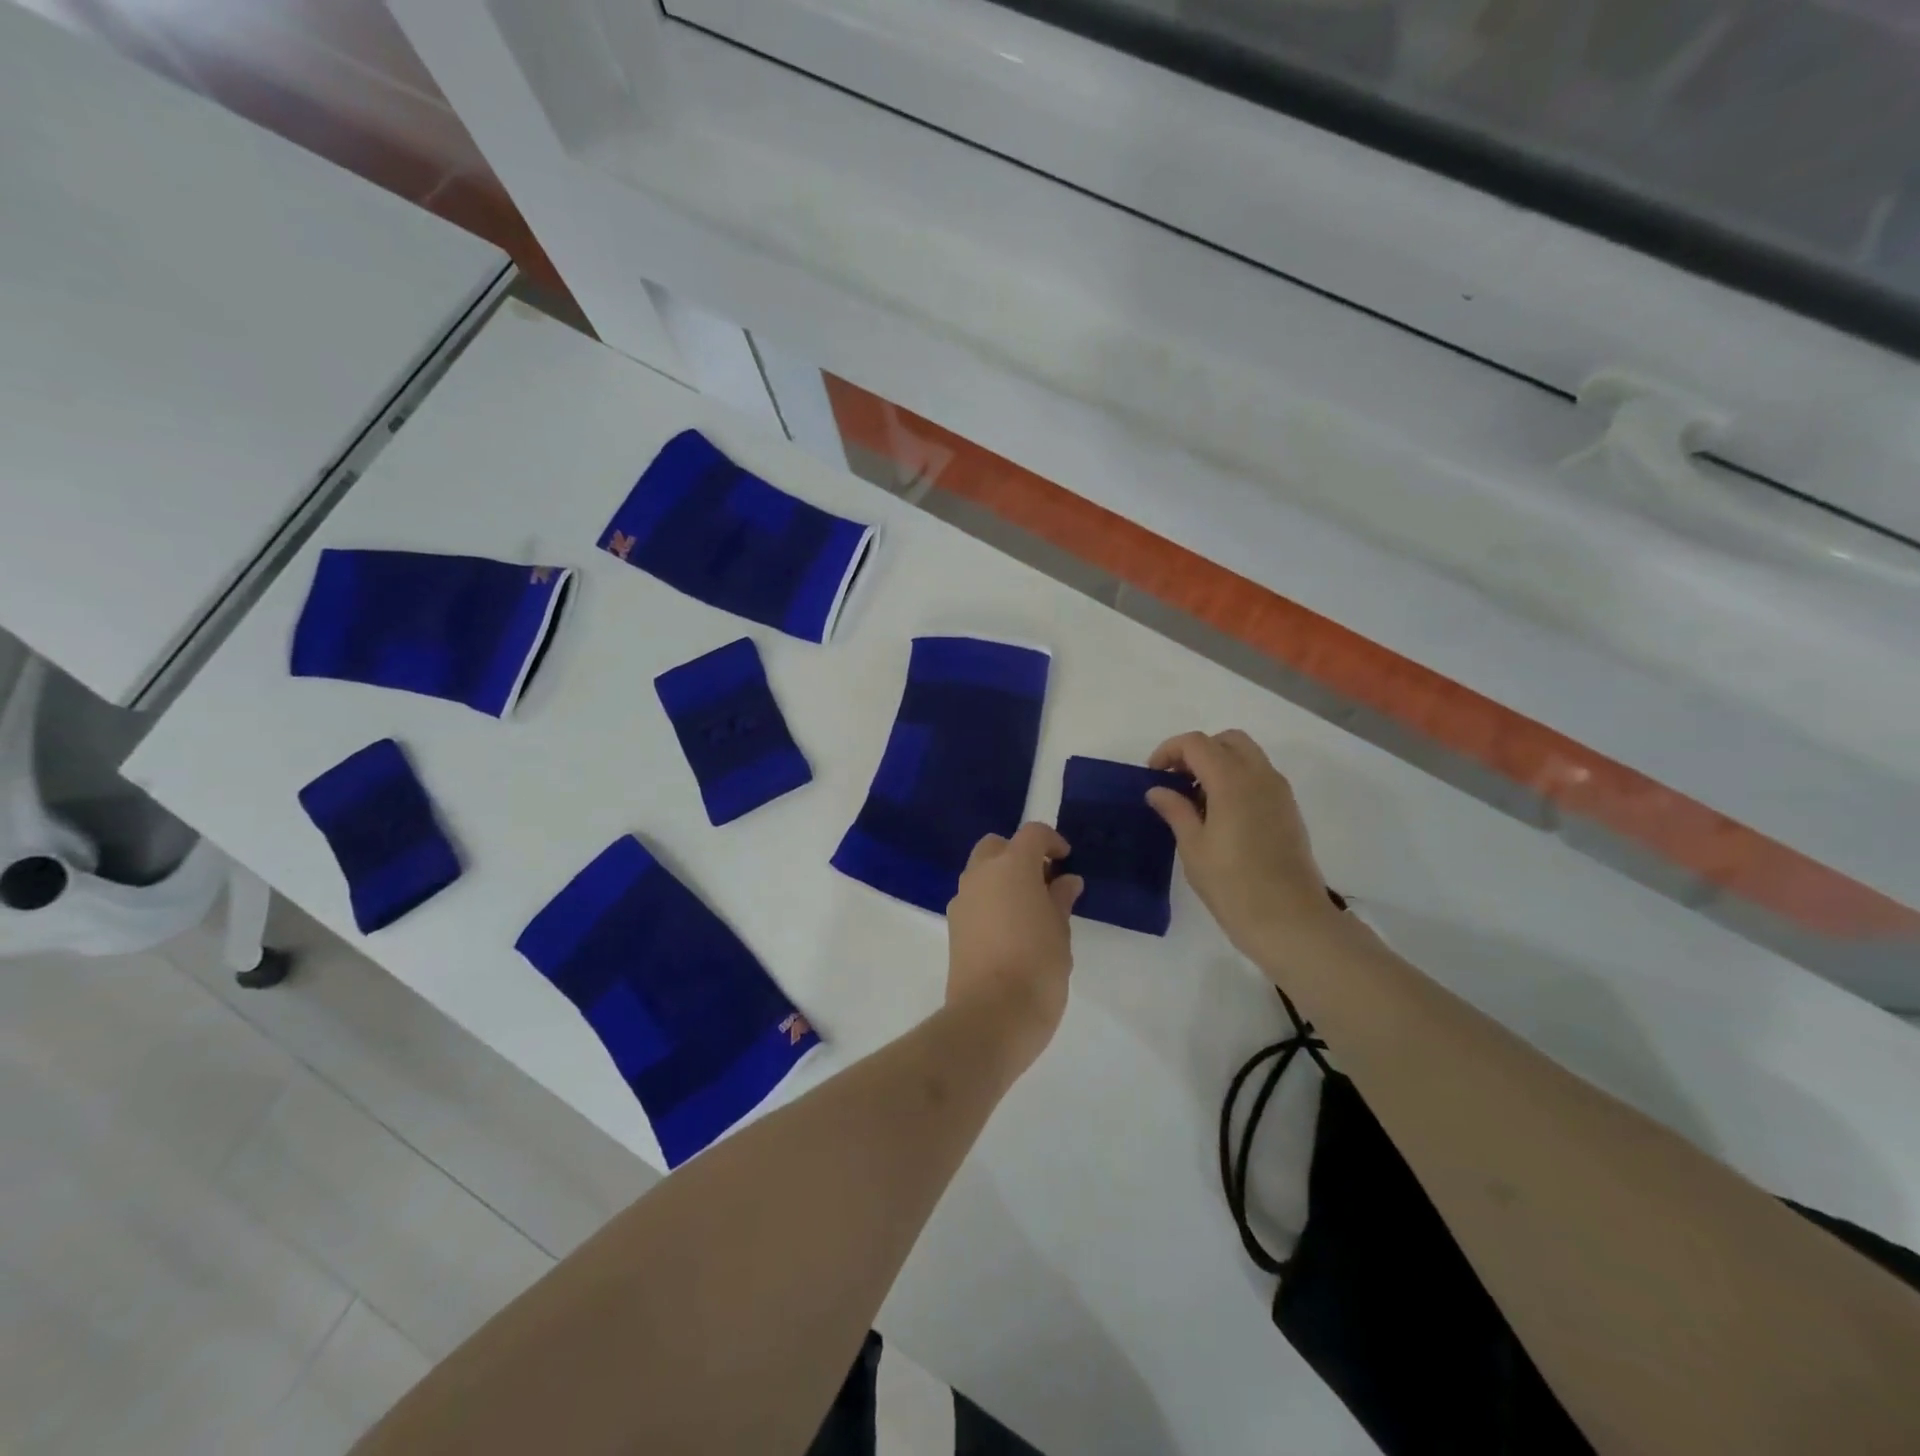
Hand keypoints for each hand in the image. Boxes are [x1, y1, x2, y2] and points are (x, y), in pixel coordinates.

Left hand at [945, 822, 1082, 1074]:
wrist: (991, 1015)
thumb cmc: (1038, 966)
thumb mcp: (1060, 931)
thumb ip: (1060, 899)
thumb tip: (1065, 880)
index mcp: (1012, 866)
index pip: (1031, 834)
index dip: (1051, 841)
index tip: (1065, 860)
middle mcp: (981, 874)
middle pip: (997, 846)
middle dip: (1019, 855)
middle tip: (1044, 882)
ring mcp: (962, 900)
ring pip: (980, 872)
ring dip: (1002, 878)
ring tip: (1029, 910)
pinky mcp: (953, 926)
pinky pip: (973, 899)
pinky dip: (990, 901)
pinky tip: (1009, 930)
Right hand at [1147, 730, 1341, 962]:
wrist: (1289, 920)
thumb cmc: (1233, 884)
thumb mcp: (1193, 847)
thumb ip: (1175, 810)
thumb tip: (1158, 790)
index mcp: (1232, 780)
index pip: (1196, 743)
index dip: (1169, 751)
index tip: (1153, 775)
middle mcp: (1260, 776)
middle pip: (1227, 740)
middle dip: (1197, 751)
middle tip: (1176, 779)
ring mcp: (1279, 792)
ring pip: (1247, 756)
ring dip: (1219, 764)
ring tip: (1196, 799)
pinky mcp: (1289, 810)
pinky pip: (1260, 777)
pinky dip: (1237, 779)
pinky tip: (1221, 814)